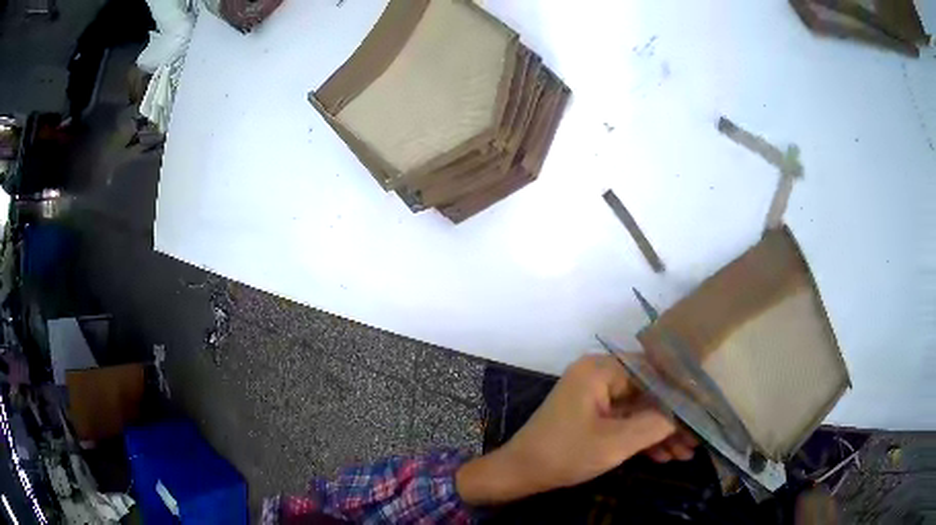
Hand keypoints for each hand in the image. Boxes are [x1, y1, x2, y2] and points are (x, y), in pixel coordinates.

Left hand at [456, 354, 697, 504]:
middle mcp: (600, 376)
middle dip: (673, 420)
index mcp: (601, 370)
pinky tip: (664, 456)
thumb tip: (684, 414)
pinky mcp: (594, 416)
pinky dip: (643, 438)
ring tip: (686, 453)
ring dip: (661, 432)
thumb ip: (655, 424)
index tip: (705, 408)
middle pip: (649, 393)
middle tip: (697, 439)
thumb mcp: (615, 443)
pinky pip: (625, 421)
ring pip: (639, 410)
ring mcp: (596, 397)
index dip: (681, 391)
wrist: (520, 473)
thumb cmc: (564, 454)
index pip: (653, 371)